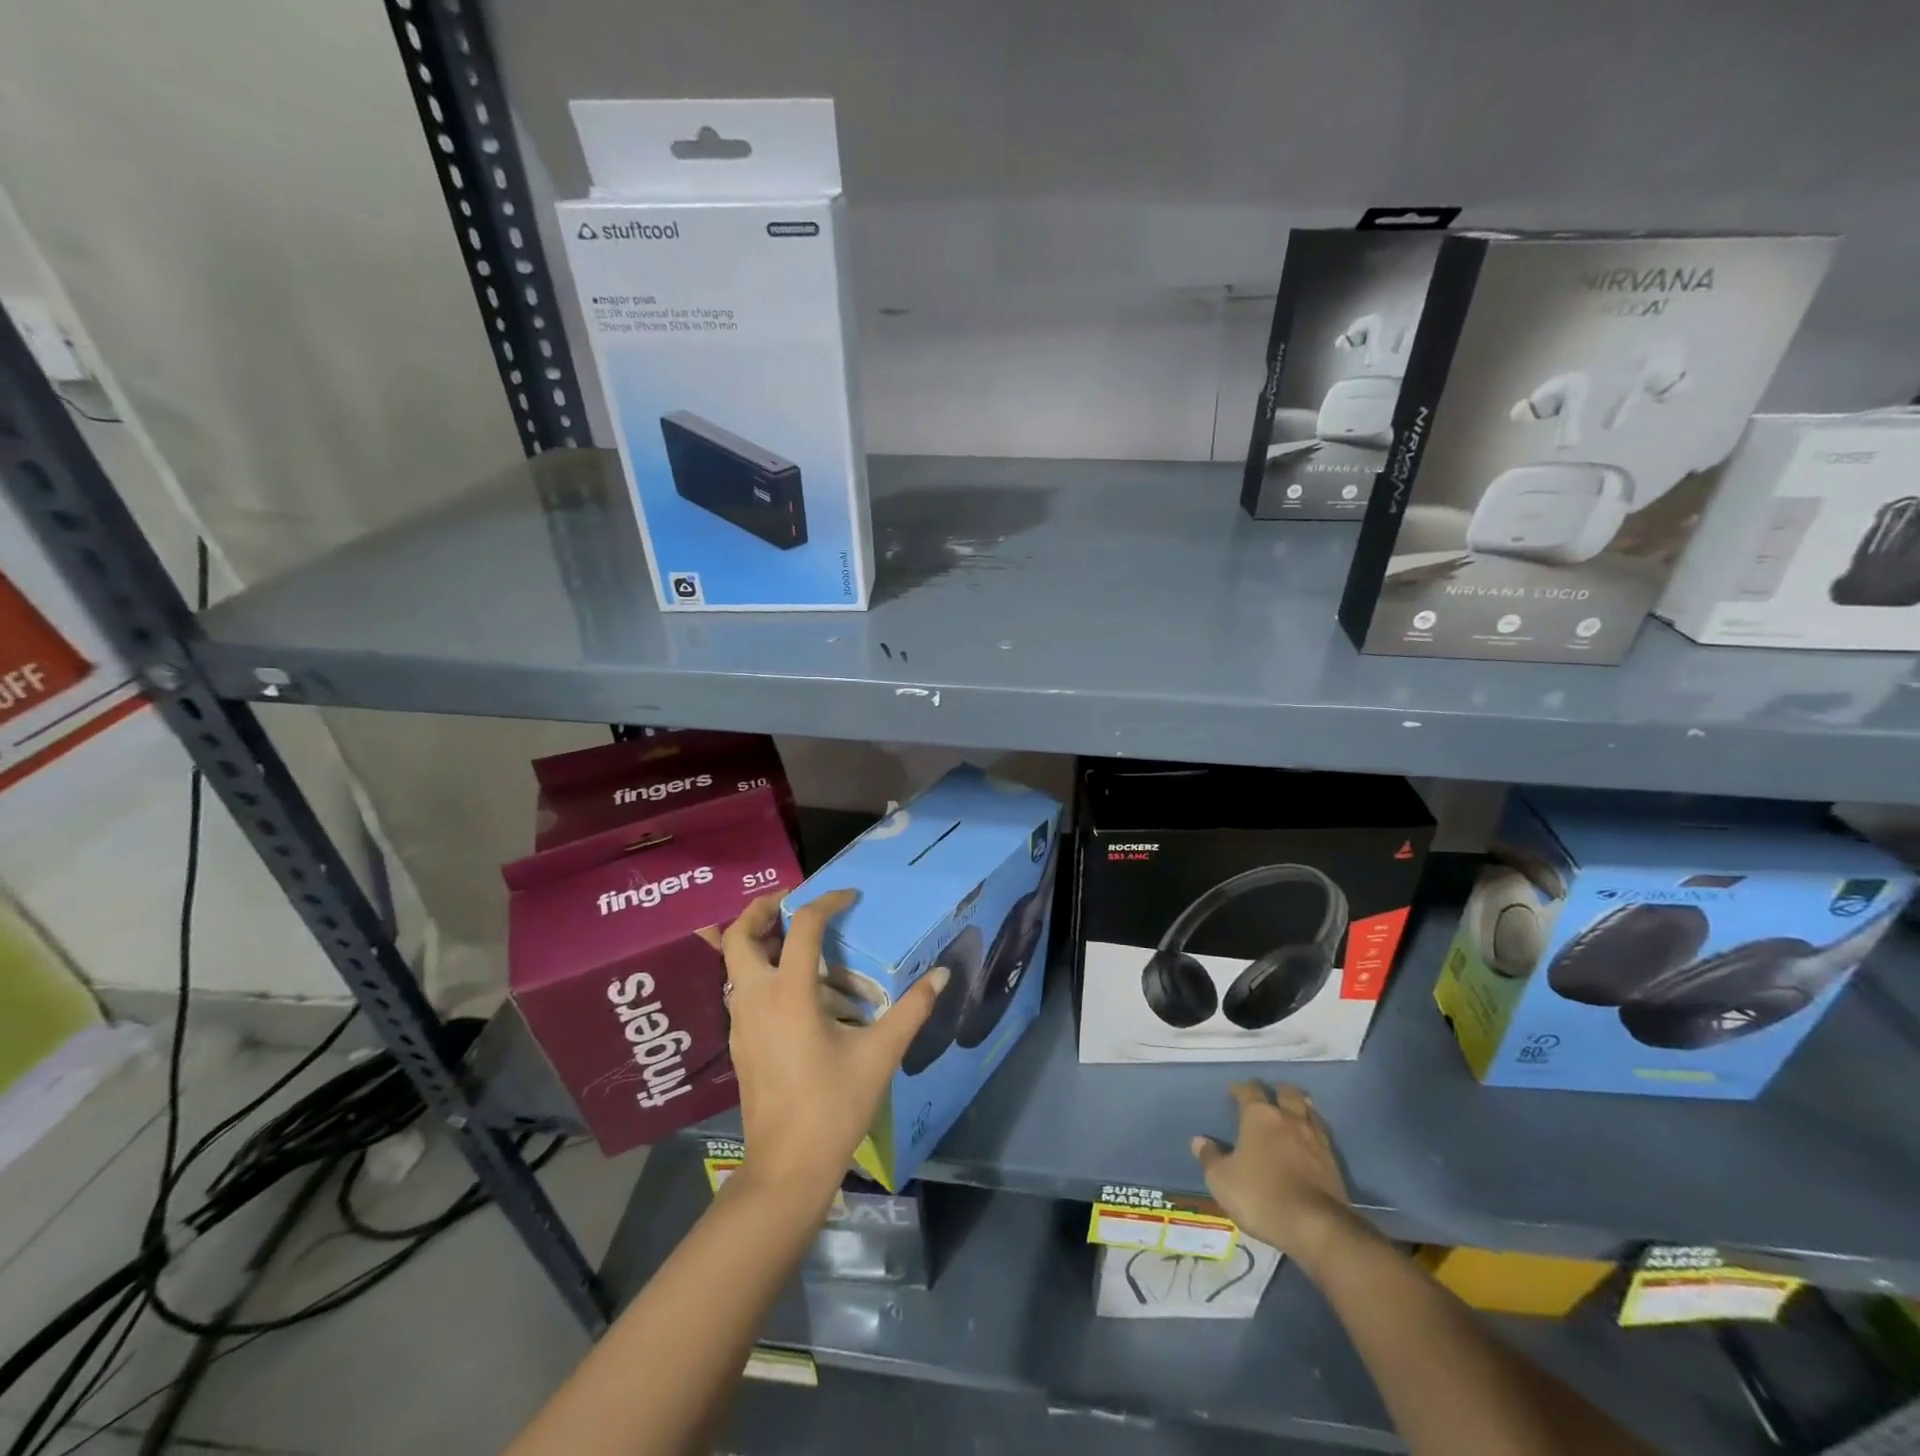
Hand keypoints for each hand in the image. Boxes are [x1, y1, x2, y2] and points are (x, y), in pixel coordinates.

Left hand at [722, 888, 942, 1209]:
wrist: (786, 1169)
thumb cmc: (833, 1107)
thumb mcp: (879, 1055)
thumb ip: (911, 1010)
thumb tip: (940, 975)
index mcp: (789, 994)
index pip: (802, 926)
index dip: (826, 901)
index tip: (850, 896)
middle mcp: (756, 999)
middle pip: (739, 935)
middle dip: (762, 909)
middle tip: (794, 901)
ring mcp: (740, 1022)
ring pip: (734, 962)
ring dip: (758, 939)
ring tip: (796, 938)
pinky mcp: (738, 1042)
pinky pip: (741, 988)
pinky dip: (760, 969)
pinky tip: (794, 987)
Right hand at [1193, 1081, 1360, 1274]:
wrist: (1316, 1227)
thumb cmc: (1260, 1196)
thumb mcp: (1222, 1181)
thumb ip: (1210, 1158)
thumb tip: (1200, 1141)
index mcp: (1259, 1116)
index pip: (1249, 1089)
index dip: (1239, 1088)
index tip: (1233, 1092)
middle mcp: (1288, 1119)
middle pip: (1286, 1092)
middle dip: (1277, 1091)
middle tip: (1270, 1096)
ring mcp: (1315, 1139)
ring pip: (1309, 1110)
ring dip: (1300, 1107)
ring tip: (1294, 1111)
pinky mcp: (1334, 1162)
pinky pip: (1322, 1135)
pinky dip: (1314, 1131)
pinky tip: (1310, 1140)